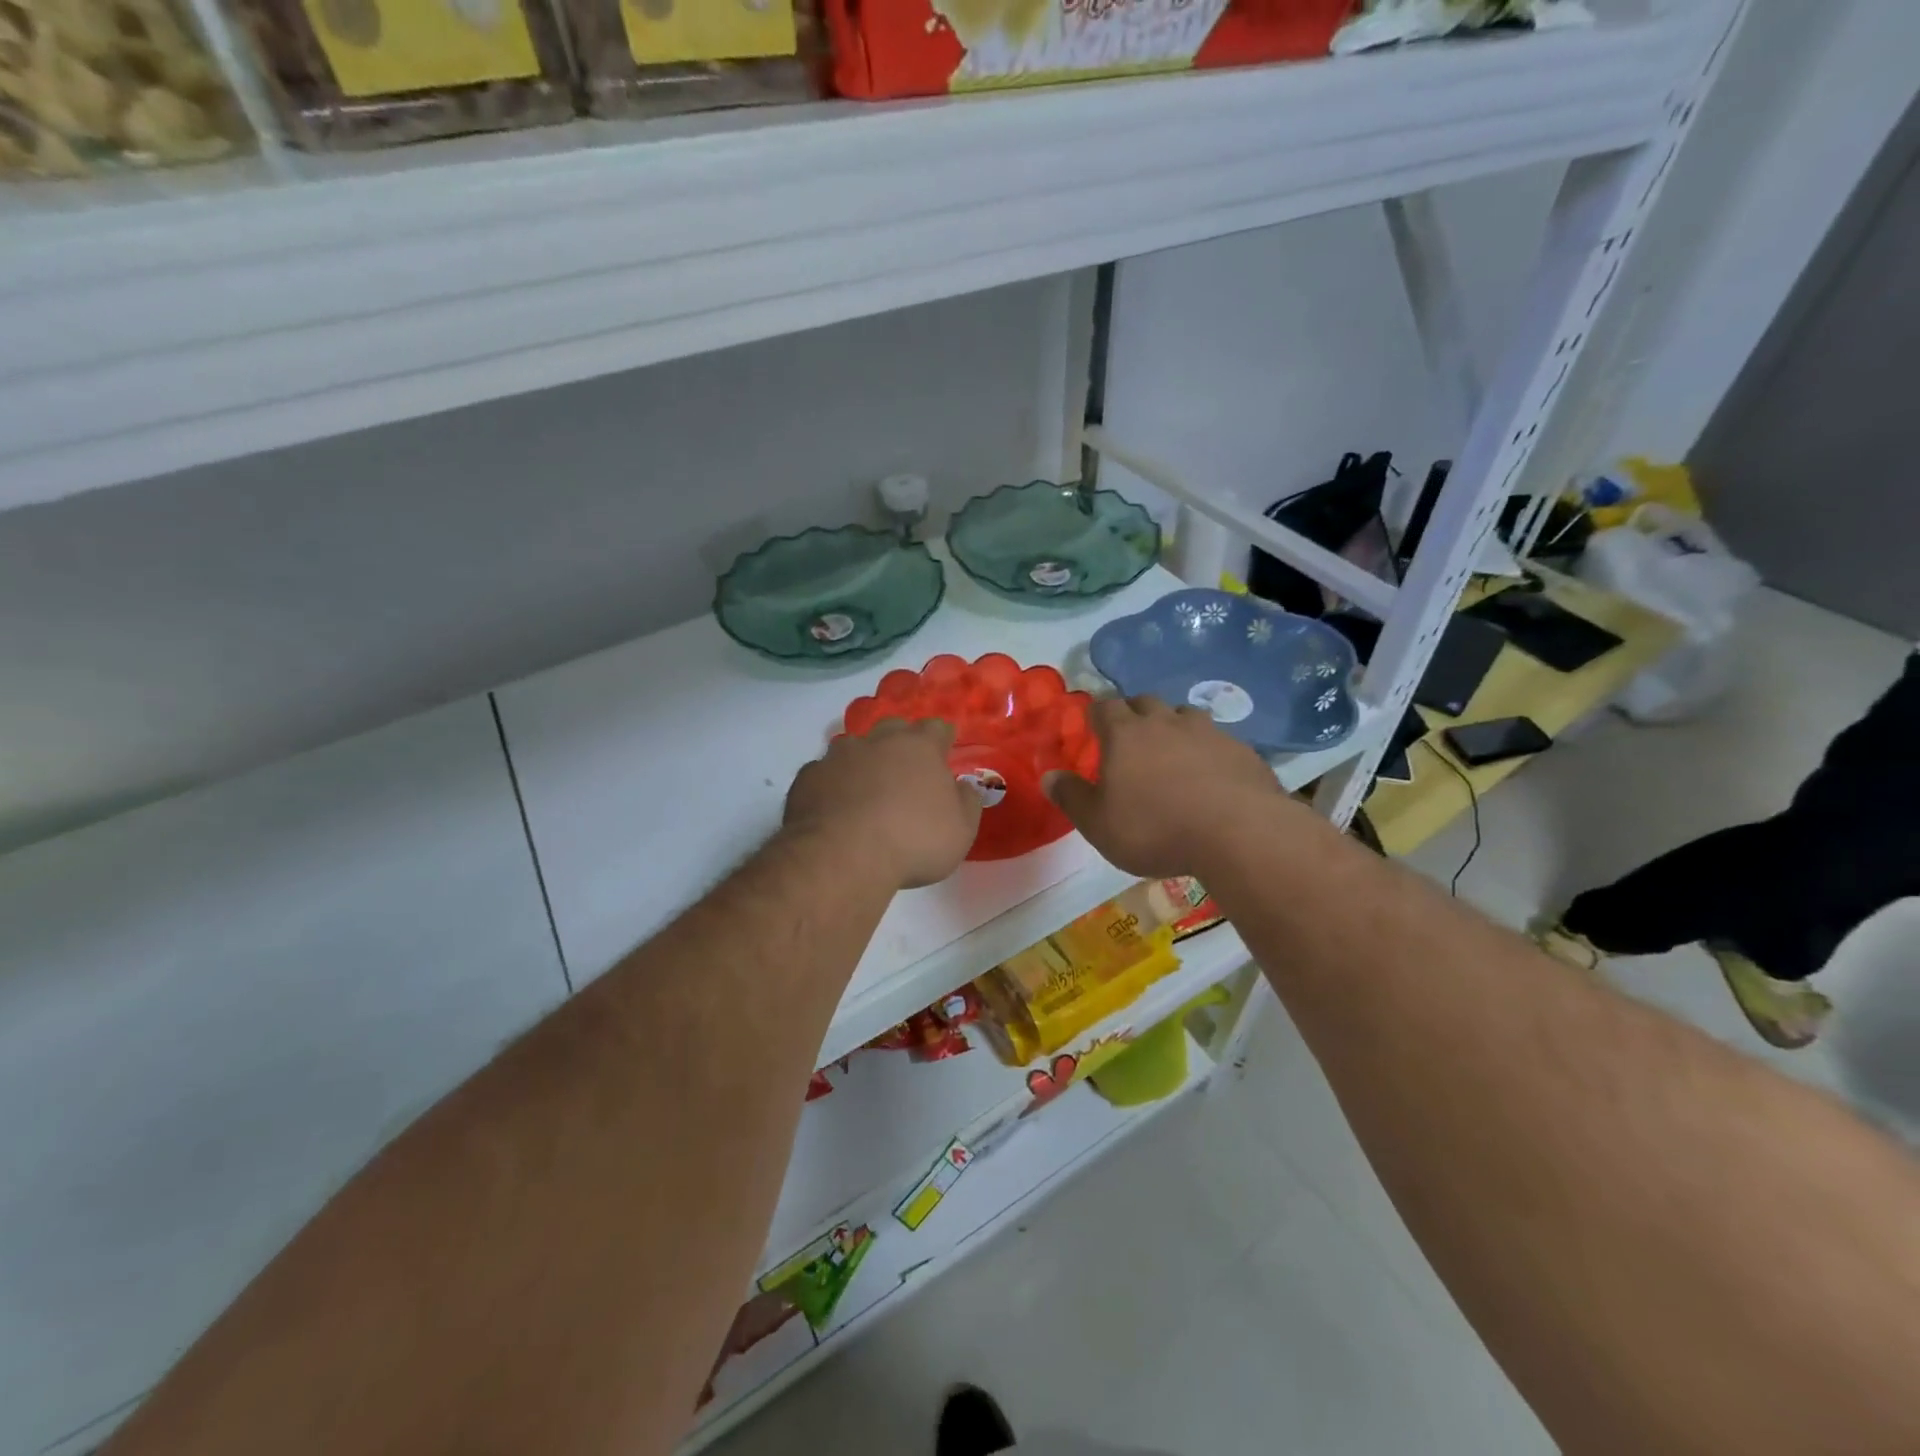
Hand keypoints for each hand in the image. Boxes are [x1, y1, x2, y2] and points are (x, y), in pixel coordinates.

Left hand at [784, 719, 981, 889]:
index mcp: (920, 747)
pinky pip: (823, 774)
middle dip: (900, 744)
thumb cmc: (913, 841)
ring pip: (853, 748)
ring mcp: (837, 756)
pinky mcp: (807, 777)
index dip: (942, 740)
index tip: (944, 752)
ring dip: (862, 762)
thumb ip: (966, 802)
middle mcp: (878, 741)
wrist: (842, 856)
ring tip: (865, 791)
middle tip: (905, 772)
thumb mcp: (960, 830)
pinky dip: (831, 785)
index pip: (937, 728)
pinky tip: (834, 809)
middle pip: (893, 729)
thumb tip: (962, 786)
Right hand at [1043, 695, 1298, 878]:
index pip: (1104, 707)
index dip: (1096, 714)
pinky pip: (1218, 739)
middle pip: (1145, 701)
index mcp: (1125, 734)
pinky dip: (1208, 749)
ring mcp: (1207, 732)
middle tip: (1130, 736)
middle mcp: (1165, 723)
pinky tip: (1211, 774)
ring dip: (1174, 725)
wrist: (1238, 833)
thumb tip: (1048, 776)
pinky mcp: (1241, 750)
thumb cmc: (1154, 828)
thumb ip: (1071, 797)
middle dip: (1134, 713)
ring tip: (1172, 749)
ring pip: (1185, 714)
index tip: (1093, 726)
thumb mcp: (1099, 823)